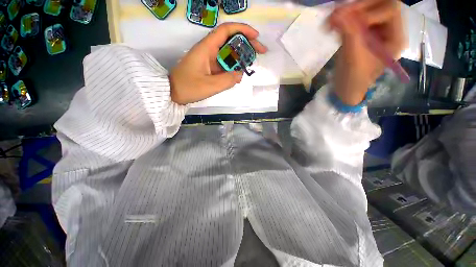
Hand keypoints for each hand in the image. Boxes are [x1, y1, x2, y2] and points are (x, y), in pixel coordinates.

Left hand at [170, 23, 266, 104]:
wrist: (173, 93)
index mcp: (206, 48)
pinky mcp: (209, 68)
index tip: (256, 36)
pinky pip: (224, 65)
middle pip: (230, 41)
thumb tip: (240, 74)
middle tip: (260, 52)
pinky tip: (239, 73)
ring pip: (228, 53)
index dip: (242, 30)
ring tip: (252, 63)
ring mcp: (209, 60)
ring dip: (241, 57)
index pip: (226, 31)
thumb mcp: (209, 86)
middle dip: (246, 44)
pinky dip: (233, 68)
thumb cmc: (188, 87)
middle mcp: (209, 50)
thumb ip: (227, 80)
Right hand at [329, 0, 405, 105]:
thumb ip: (349, 34)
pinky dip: (343, 19)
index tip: (349, 24)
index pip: (390, 10)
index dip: (370, 12)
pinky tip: (333, 25)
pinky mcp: (361, 34)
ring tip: (332, 20)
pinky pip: (355, 19)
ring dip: (349, 12)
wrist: (345, 89)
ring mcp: (374, 31)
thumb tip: (337, 14)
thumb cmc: (354, 79)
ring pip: (366, 10)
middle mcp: (388, 30)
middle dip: (359, 7)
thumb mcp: (354, 58)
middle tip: (339, 14)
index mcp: (395, 37)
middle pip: (379, 5)